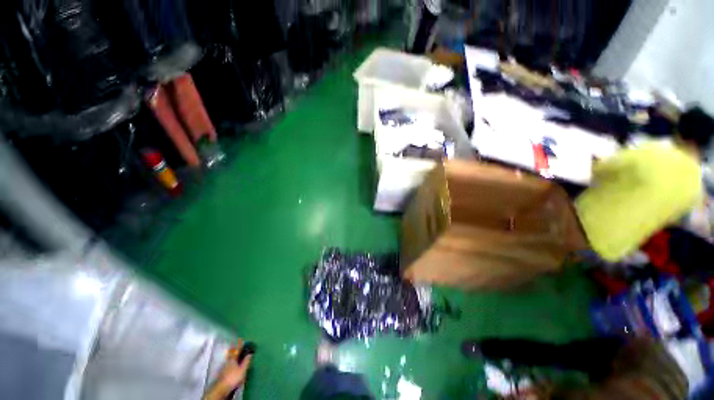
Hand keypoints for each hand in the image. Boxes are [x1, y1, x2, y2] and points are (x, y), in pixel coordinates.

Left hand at [204, 339, 252, 399]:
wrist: (221, 388)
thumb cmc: (233, 377)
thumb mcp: (242, 369)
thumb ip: (246, 361)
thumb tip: (250, 353)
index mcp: (233, 358)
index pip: (237, 349)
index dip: (240, 344)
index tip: (242, 339)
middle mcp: (227, 361)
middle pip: (231, 353)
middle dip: (234, 349)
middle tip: (237, 346)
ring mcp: (224, 367)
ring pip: (229, 358)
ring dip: (232, 355)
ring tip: (235, 354)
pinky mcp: (222, 372)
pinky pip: (227, 363)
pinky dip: (230, 361)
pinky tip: (232, 364)